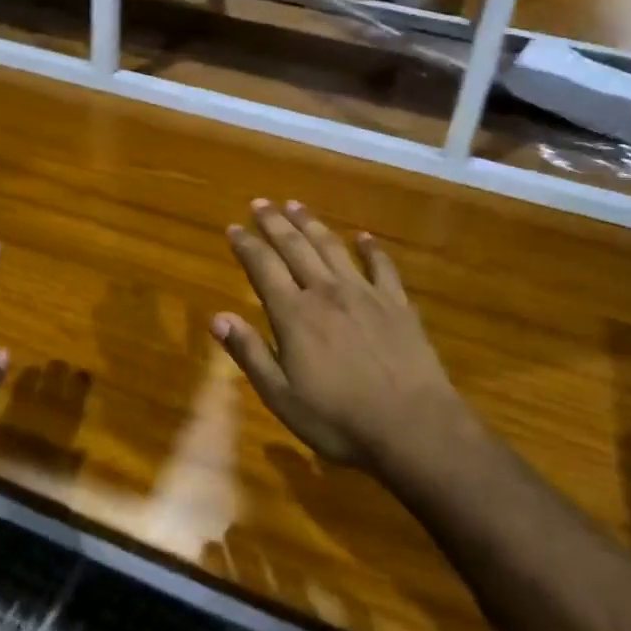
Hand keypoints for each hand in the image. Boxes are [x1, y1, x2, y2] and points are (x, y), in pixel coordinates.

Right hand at [213, 199, 462, 470]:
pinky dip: (371, 248)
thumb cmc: (339, 420)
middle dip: (274, 223)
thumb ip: (250, 354)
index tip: (233, 227)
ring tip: (295, 206)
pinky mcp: (396, 303)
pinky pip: (381, 266)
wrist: (413, 427)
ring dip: (311, 224)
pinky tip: (363, 237)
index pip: (263, 268)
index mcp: (294, 315)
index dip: (246, 245)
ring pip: (332, 247)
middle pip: (295, 247)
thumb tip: (217, 318)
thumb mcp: (282, 397)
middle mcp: (326, 292)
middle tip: (260, 203)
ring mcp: (364, 293)